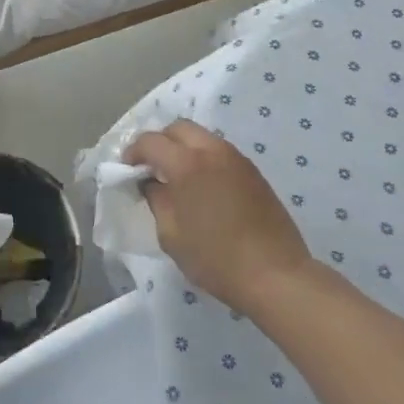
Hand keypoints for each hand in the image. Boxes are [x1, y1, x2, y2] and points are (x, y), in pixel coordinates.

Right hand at [125, 120, 312, 314]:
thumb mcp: (171, 235)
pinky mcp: (253, 172)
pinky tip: (203, 187)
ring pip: (202, 137)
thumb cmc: (216, 258)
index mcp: (186, 163)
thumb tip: (151, 183)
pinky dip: (204, 158)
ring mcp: (236, 158)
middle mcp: (212, 150)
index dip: (133, 152)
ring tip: (177, 177)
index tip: (128, 170)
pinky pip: (220, 152)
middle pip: (178, 128)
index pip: (150, 141)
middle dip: (160, 142)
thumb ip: (156, 200)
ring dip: (184, 148)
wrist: (276, 275)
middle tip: (152, 167)